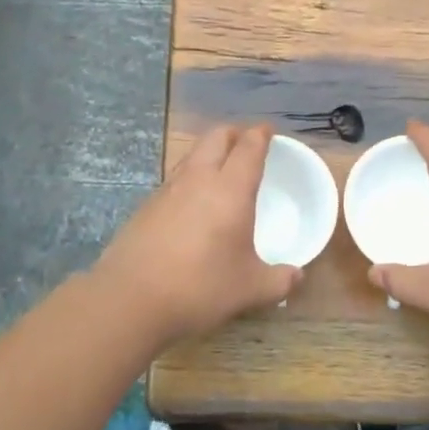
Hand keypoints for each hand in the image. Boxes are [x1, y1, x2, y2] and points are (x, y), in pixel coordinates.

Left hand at [94, 123, 299, 345]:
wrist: (131, 298)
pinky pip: (174, 179)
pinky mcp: (146, 206)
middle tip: (245, 143)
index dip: (260, 135)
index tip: (268, 131)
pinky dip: (189, 178)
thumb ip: (279, 281)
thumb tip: (297, 277)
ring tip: (220, 168)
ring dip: (208, 153)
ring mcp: (167, 190)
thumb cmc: (200, 287)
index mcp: (231, 189)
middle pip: (216, 138)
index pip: (248, 147)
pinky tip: (191, 203)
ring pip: (192, 155)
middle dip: (233, 134)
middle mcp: (198, 179)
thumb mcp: (250, 289)